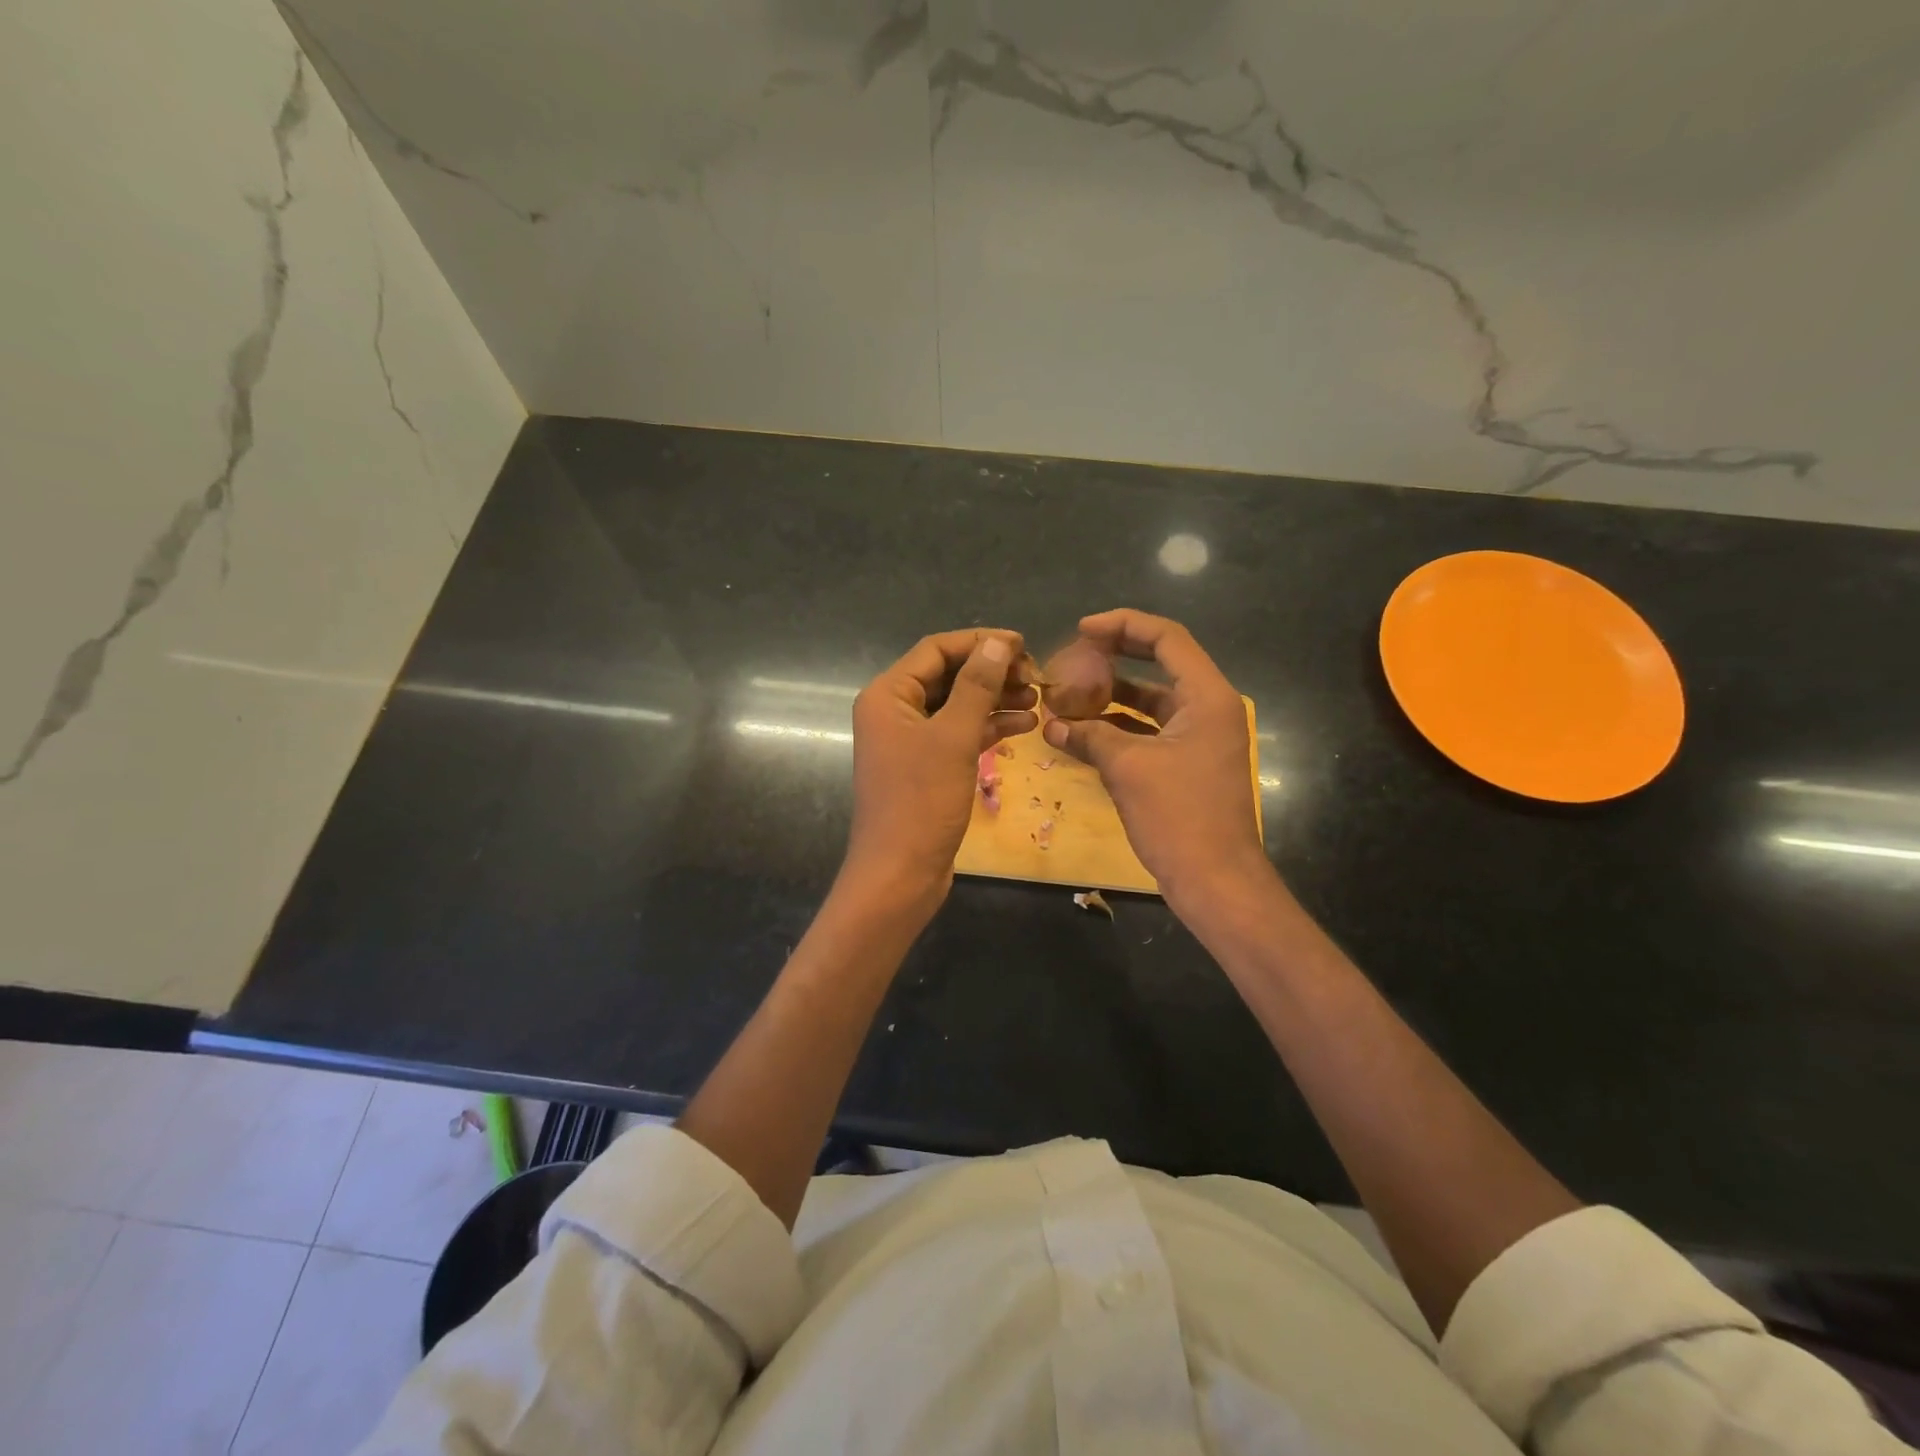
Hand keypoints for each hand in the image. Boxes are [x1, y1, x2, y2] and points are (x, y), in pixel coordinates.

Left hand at [844, 628, 1037, 904]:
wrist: (900, 874)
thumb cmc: (922, 801)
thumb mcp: (953, 738)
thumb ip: (976, 686)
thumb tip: (997, 642)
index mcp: (888, 695)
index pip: (936, 649)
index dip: (980, 642)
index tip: (1024, 645)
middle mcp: (894, 711)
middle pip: (949, 675)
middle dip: (992, 672)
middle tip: (1036, 677)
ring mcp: (910, 740)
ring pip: (958, 705)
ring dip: (996, 699)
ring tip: (1038, 699)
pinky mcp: (927, 766)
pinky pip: (960, 734)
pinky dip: (990, 727)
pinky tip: (1026, 726)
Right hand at [1042, 609, 1271, 910]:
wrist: (1216, 881)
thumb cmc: (1179, 817)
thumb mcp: (1128, 769)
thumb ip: (1089, 736)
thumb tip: (1051, 723)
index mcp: (1206, 697)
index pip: (1167, 638)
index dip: (1123, 625)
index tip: (1081, 630)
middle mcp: (1207, 709)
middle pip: (1160, 663)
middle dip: (1115, 656)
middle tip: (1073, 653)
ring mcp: (1198, 738)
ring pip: (1151, 701)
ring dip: (1112, 695)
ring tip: (1068, 693)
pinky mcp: (1186, 764)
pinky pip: (1148, 732)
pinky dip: (1118, 728)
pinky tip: (1081, 732)